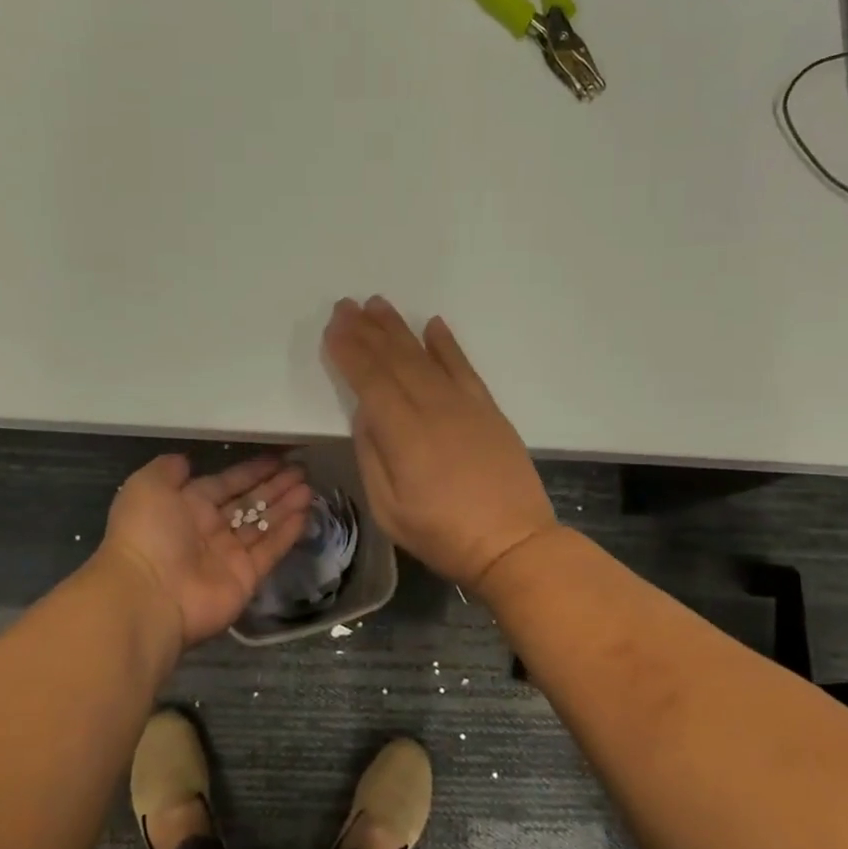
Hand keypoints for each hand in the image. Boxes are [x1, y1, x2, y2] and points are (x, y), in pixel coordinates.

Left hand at [97, 454, 311, 649]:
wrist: (148, 595)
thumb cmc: (147, 534)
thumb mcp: (147, 486)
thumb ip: (168, 469)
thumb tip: (187, 460)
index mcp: (186, 506)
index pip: (226, 483)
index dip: (251, 471)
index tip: (277, 457)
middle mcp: (209, 530)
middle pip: (248, 503)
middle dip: (274, 486)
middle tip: (302, 470)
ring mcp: (229, 555)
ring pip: (263, 525)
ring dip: (285, 506)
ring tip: (310, 488)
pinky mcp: (246, 577)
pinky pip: (270, 550)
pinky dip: (287, 533)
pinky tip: (305, 513)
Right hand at [323, 296, 556, 589]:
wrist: (514, 544)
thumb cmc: (442, 534)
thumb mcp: (389, 508)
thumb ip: (372, 455)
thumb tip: (365, 412)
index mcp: (403, 434)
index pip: (370, 380)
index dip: (349, 352)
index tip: (333, 328)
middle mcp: (433, 408)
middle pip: (395, 359)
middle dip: (367, 330)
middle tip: (347, 305)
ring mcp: (465, 405)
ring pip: (426, 356)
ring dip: (399, 329)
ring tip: (378, 305)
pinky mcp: (488, 410)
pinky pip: (464, 367)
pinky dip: (447, 344)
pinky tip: (433, 325)